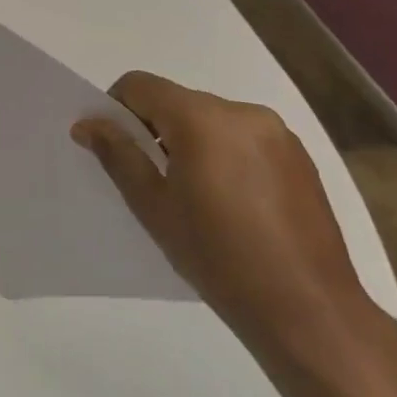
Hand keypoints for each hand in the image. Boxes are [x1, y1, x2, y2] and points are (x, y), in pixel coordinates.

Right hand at [72, 73, 373, 355]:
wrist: (308, 311)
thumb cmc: (218, 257)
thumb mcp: (153, 206)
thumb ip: (118, 155)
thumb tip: (87, 123)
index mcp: (202, 118)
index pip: (140, 85)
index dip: (116, 109)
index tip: (114, 148)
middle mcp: (242, 111)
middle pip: (177, 100)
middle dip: (155, 128)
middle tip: (150, 179)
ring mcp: (277, 133)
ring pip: (211, 119)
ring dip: (191, 142)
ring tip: (195, 195)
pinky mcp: (300, 157)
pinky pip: (244, 138)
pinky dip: (225, 154)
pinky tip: (232, 203)